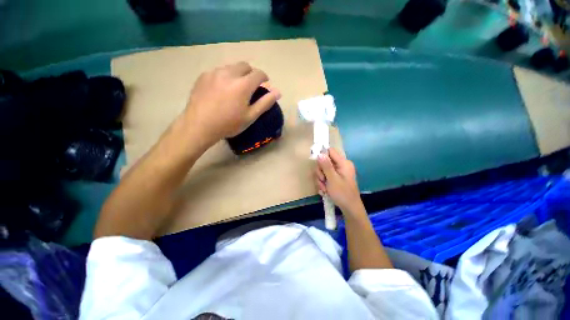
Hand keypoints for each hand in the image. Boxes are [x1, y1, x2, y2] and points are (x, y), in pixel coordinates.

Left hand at [183, 62, 280, 146]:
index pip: (259, 73)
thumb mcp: (250, 116)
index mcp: (243, 84)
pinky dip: (224, 77)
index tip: (264, 84)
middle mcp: (229, 73)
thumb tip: (278, 92)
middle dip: (251, 73)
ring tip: (235, 88)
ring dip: (237, 74)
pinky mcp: (203, 76)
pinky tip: (221, 90)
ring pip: (231, 67)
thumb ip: (265, 103)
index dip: (264, 77)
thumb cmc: (229, 124)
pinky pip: (218, 71)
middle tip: (250, 86)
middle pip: (245, 66)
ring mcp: (214, 73)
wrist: (199, 125)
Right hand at [315, 148, 363, 214]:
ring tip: (324, 189)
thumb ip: (326, 166)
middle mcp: (341, 166)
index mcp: (343, 163)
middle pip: (324, 161)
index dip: (322, 156)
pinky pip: (325, 177)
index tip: (318, 165)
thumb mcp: (333, 179)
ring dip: (321, 180)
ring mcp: (338, 173)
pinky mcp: (335, 179)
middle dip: (320, 172)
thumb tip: (320, 153)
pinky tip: (325, 191)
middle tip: (323, 180)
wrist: (349, 209)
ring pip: (323, 170)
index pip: (330, 151)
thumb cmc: (342, 194)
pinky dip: (323, 184)